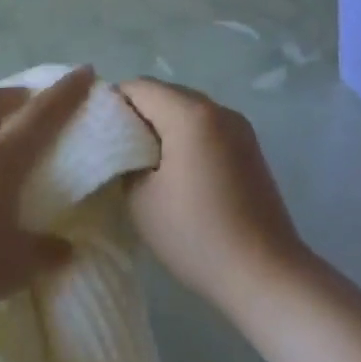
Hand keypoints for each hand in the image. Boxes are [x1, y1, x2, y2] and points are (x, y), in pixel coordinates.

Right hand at [117, 79, 311, 313]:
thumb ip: (123, 160)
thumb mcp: (140, 198)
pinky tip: (174, 173)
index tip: (95, 134)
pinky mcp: (249, 149)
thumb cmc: (195, 234)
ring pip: (186, 111)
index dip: (110, 105)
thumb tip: (122, 146)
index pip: (137, 87)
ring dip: (161, 128)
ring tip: (142, 164)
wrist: (264, 274)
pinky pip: (206, 128)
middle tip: (113, 150)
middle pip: (164, 94)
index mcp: (190, 114)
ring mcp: (239, 128)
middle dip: (135, 115)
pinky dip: (185, 139)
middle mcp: (218, 110)